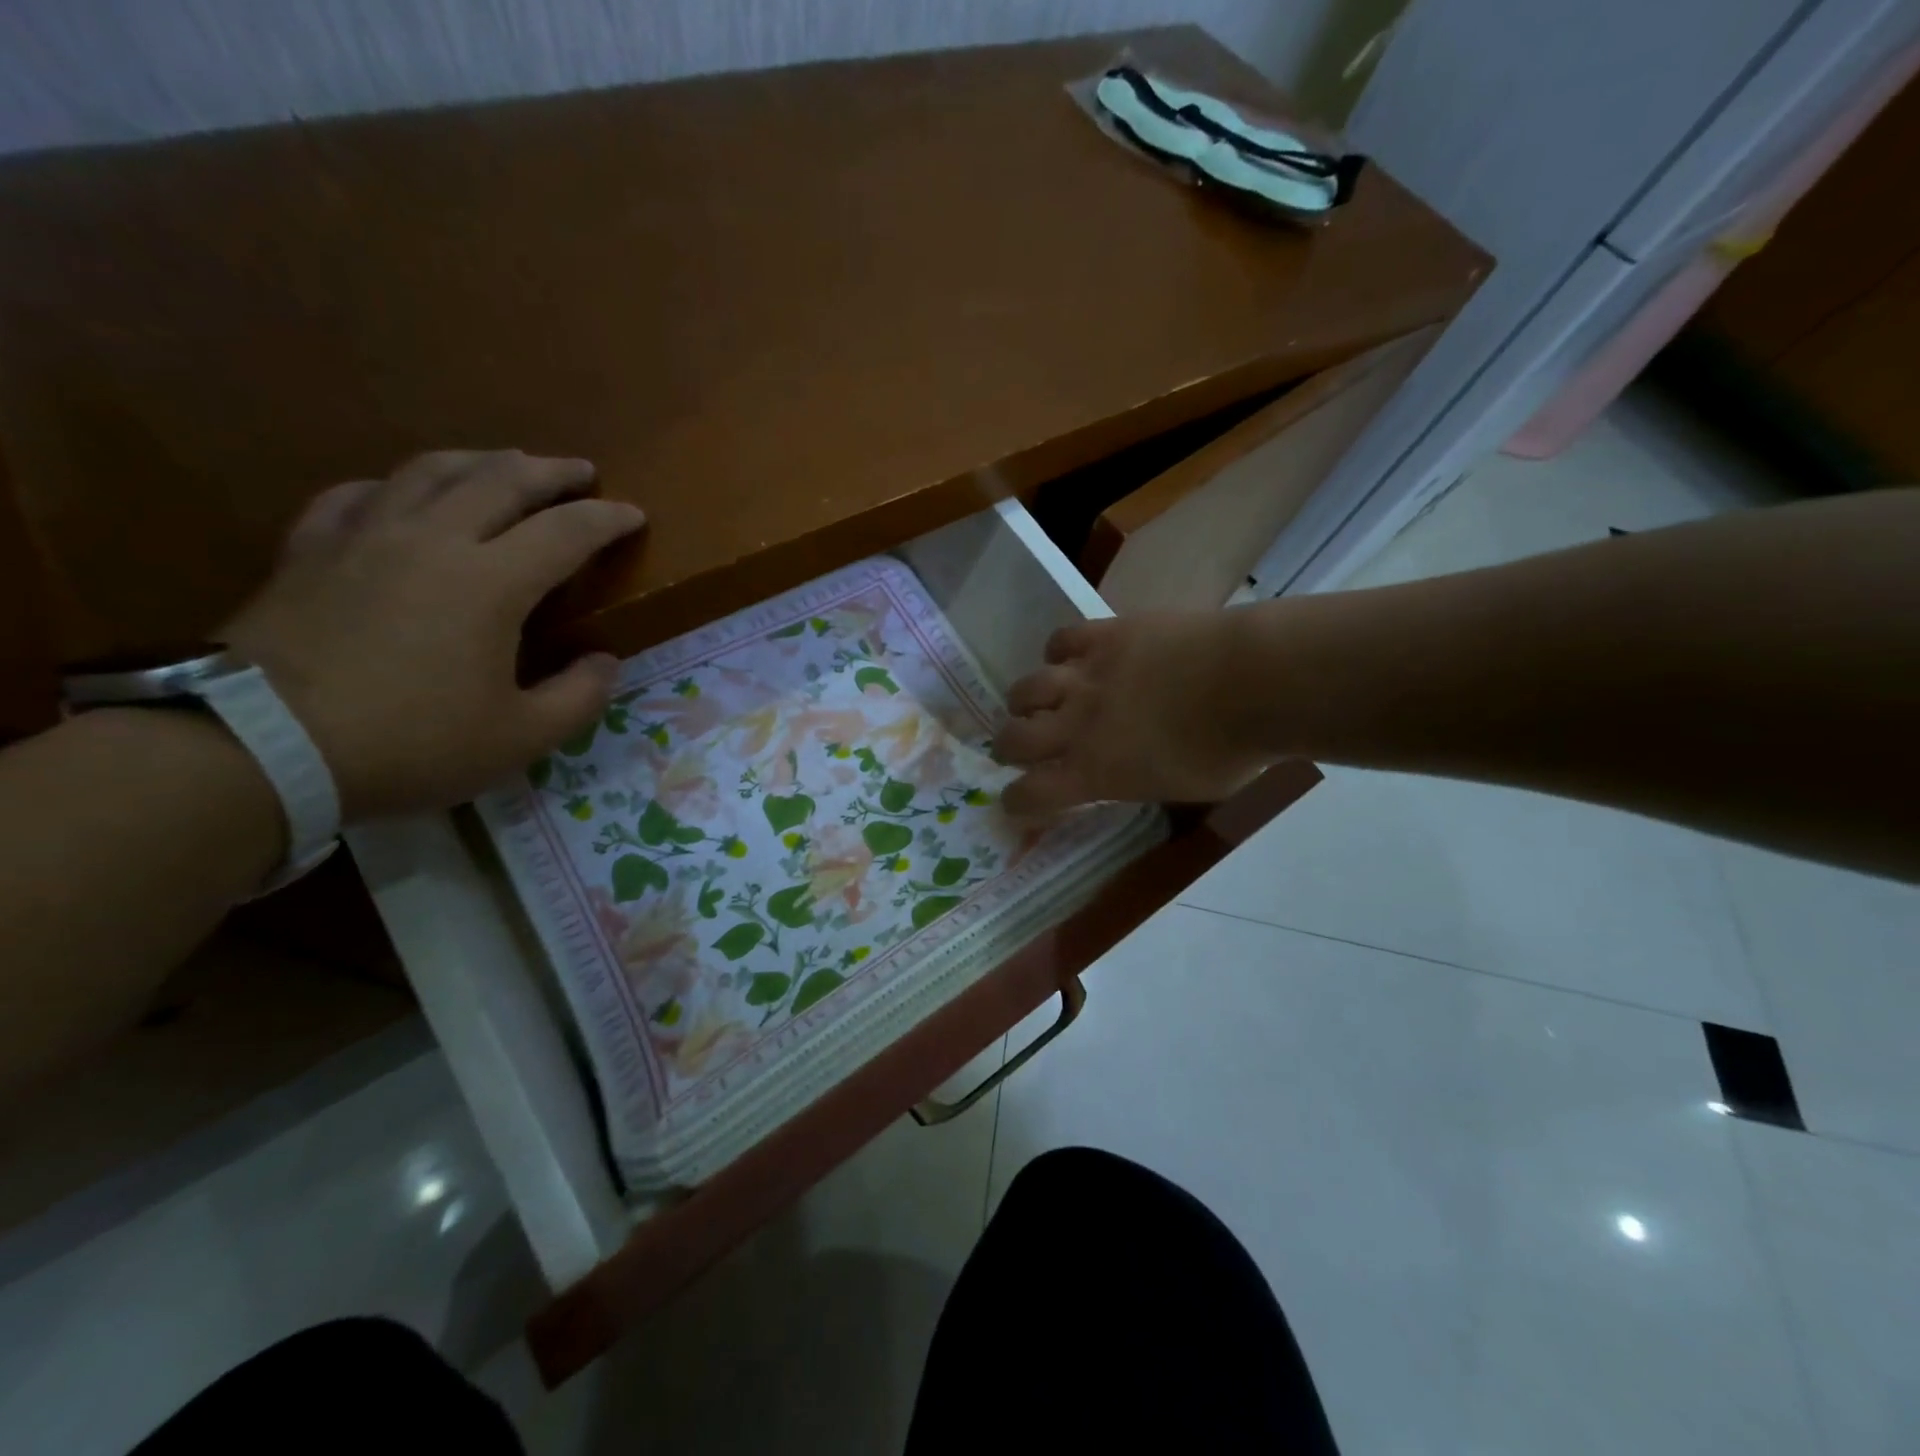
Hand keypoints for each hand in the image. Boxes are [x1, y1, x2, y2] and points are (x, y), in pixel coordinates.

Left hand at [223, 450, 645, 820]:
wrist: (260, 746)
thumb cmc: (410, 743)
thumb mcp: (520, 738)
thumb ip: (579, 697)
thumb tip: (604, 661)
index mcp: (491, 582)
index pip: (565, 531)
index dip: (606, 519)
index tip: (634, 515)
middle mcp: (432, 540)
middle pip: (500, 480)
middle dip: (550, 472)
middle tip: (581, 471)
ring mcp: (364, 537)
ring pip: (430, 471)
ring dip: (480, 461)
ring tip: (505, 463)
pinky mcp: (310, 550)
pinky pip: (358, 496)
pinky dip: (394, 486)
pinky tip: (401, 493)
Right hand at [995, 610, 1277, 815]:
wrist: (1255, 682)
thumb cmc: (1230, 751)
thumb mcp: (1175, 788)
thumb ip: (1133, 782)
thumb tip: (1119, 773)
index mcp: (1093, 772)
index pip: (1030, 795)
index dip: (1016, 803)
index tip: (1017, 803)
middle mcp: (1076, 725)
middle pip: (1013, 740)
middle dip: (1008, 749)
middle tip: (1018, 749)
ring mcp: (1086, 676)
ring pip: (1026, 689)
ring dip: (1024, 702)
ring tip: (1036, 702)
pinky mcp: (1104, 635)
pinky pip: (1060, 640)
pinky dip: (1058, 653)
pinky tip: (1069, 659)